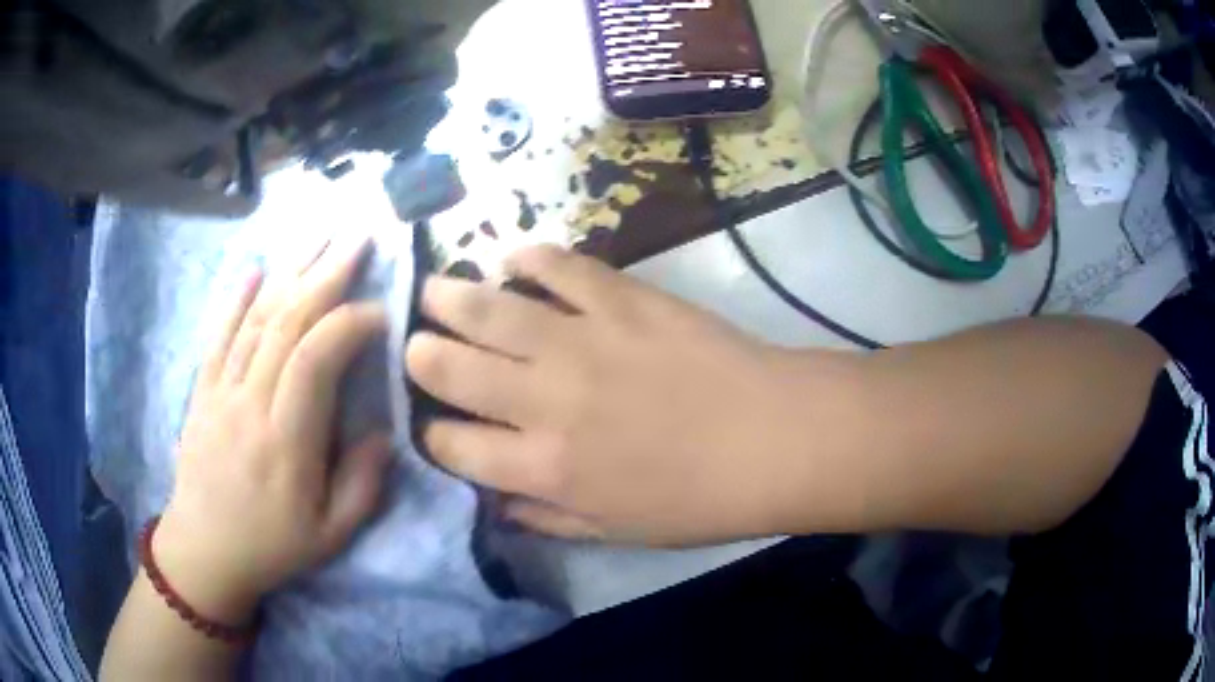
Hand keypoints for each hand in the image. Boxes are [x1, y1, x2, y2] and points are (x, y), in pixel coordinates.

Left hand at [155, 237, 391, 625]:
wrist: (204, 551)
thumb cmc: (272, 546)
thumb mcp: (331, 534)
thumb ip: (363, 483)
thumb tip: (383, 430)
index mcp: (286, 441)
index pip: (316, 359)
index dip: (350, 324)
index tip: (382, 312)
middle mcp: (250, 403)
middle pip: (286, 323)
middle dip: (326, 274)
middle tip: (359, 237)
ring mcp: (221, 391)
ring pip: (256, 318)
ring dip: (289, 272)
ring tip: (318, 236)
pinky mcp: (203, 390)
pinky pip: (219, 335)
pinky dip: (237, 298)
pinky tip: (255, 269)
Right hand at [406, 246, 850, 545]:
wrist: (773, 439)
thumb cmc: (699, 500)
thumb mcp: (615, 531)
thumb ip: (547, 517)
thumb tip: (497, 501)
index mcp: (543, 467)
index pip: (452, 444)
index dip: (431, 433)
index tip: (432, 422)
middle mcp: (544, 401)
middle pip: (451, 368)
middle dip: (421, 356)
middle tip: (416, 344)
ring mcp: (581, 340)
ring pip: (489, 309)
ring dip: (450, 296)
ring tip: (433, 290)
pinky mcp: (621, 298)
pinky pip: (559, 267)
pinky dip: (530, 258)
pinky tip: (515, 258)